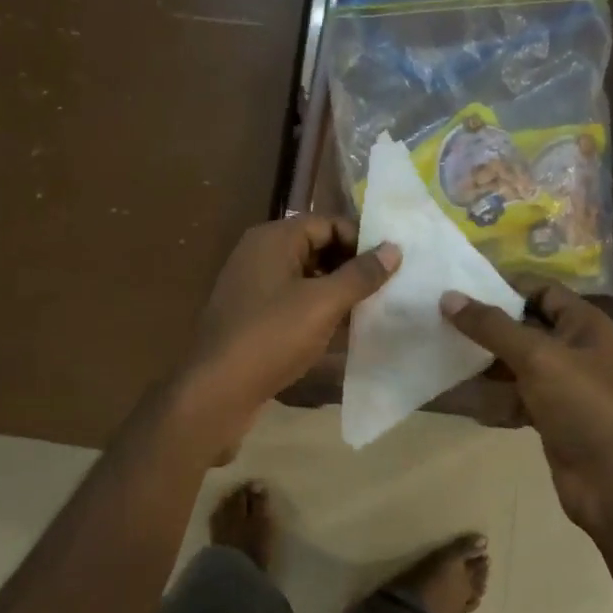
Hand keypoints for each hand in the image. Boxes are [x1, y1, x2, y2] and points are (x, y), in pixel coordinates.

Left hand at [180, 217, 399, 449]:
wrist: (218, 389)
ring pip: (304, 278)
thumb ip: (360, 275)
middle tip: (385, 289)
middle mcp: (258, 255)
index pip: (327, 223)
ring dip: (335, 291)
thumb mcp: (323, 303)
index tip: (390, 265)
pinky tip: (339, 332)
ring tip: (368, 310)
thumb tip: (394, 248)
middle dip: (350, 267)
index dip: (360, 241)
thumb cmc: (272, 337)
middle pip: (315, 248)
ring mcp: (251, 287)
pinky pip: (291, 302)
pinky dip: (316, 311)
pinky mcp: (250, 317)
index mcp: (273, 239)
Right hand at [442, 283, 612, 534]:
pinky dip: (486, 401)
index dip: (503, 286)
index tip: (458, 288)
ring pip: (512, 368)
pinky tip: (453, 399)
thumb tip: (448, 297)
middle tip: (436, 321)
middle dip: (483, 327)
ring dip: (479, 366)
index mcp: (582, 325)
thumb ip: (492, 328)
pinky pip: (510, 401)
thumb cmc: (585, 405)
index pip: (540, 291)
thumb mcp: (538, 357)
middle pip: (522, 329)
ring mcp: (560, 388)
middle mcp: (573, 350)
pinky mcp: (548, 420)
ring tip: (435, 355)